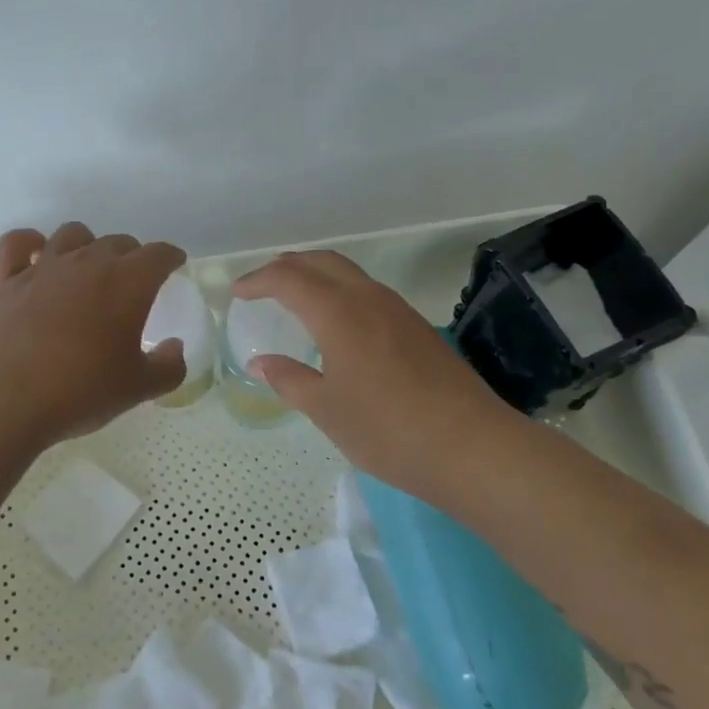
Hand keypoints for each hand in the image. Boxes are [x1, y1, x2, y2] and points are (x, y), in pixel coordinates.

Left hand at [0, 222, 188, 443]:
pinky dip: (31, 244)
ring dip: (87, 245)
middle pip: (117, 242)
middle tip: (134, 281)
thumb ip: (168, 367)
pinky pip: (18, 243)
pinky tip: (37, 256)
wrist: (0, 399)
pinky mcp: (5, 281)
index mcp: (127, 283)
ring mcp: (43, 268)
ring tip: (89, 268)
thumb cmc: (79, 391)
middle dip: (132, 256)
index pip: (158, 254)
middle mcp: (86, 263)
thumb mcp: (137, 389)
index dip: (170, 257)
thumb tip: (175, 348)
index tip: (174, 264)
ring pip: (72, 234)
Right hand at [231, 251, 509, 496]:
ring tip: (295, 297)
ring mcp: (399, 311)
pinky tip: (337, 322)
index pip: (290, 279)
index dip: (259, 281)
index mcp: (339, 313)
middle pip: (322, 262)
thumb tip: (261, 362)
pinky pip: (369, 292)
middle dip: (288, 265)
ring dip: (317, 275)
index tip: (238, 293)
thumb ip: (290, 380)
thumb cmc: (387, 430)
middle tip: (262, 284)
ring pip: (350, 274)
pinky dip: (341, 292)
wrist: (471, 447)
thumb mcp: (327, 410)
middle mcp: (369, 299)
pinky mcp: (418, 328)